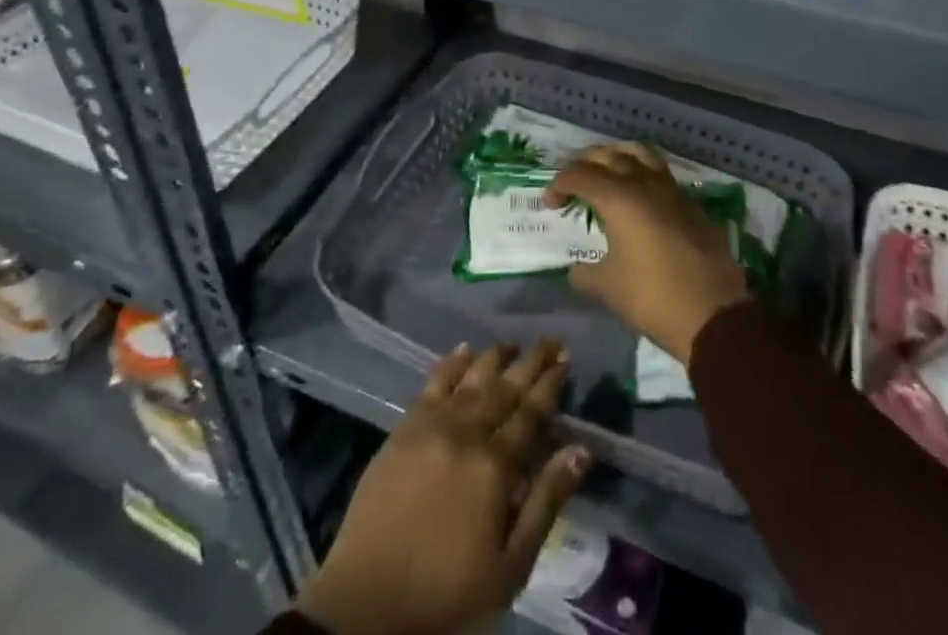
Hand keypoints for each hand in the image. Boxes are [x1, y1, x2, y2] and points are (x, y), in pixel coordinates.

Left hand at [297, 341, 590, 634]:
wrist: (366, 608)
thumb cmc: (447, 597)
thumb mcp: (510, 568)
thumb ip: (546, 503)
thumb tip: (581, 450)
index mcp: (495, 466)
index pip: (531, 412)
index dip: (551, 383)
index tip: (566, 358)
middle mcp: (465, 432)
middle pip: (505, 387)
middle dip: (530, 362)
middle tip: (549, 340)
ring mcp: (431, 426)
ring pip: (471, 378)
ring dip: (495, 357)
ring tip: (513, 344)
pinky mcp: (402, 430)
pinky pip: (432, 384)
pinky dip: (451, 363)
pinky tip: (464, 350)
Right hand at [545, 142, 749, 364]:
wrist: (714, 314)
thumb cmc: (654, 298)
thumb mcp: (608, 289)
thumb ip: (585, 274)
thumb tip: (577, 269)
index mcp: (619, 199)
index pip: (580, 174)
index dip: (559, 183)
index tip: (551, 204)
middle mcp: (645, 184)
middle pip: (609, 155)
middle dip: (585, 162)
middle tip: (572, 182)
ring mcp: (672, 191)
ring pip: (640, 154)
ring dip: (617, 156)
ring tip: (606, 172)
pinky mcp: (691, 204)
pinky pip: (661, 174)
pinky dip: (642, 173)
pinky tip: (639, 196)